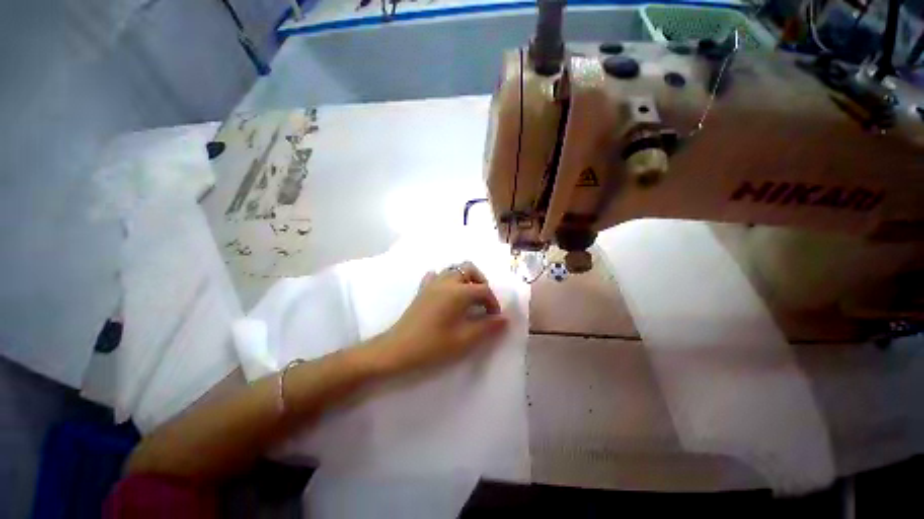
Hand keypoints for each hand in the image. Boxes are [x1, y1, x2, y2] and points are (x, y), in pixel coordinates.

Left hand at [364, 261, 507, 374]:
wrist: (398, 349)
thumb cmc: (433, 345)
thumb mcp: (464, 339)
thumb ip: (487, 327)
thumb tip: (504, 318)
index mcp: (458, 292)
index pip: (483, 290)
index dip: (493, 302)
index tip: (495, 318)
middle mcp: (446, 281)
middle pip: (468, 269)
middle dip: (480, 281)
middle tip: (482, 301)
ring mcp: (432, 283)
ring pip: (453, 269)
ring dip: (465, 279)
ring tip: (468, 298)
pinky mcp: (422, 289)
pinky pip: (436, 276)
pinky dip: (446, 281)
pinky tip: (447, 294)